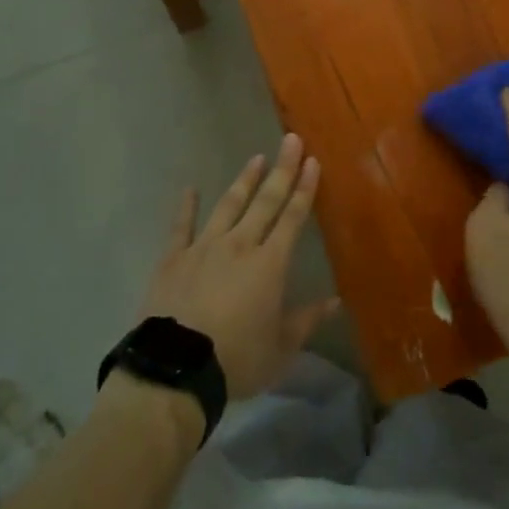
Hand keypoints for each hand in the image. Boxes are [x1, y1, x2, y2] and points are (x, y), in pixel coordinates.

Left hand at [137, 133, 339, 400]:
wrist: (176, 369)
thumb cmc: (236, 360)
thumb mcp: (280, 349)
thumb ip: (306, 320)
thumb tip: (335, 301)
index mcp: (269, 264)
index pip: (292, 218)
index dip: (304, 189)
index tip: (313, 162)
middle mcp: (239, 245)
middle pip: (265, 202)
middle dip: (281, 170)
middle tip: (290, 140)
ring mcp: (204, 247)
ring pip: (229, 205)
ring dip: (244, 181)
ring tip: (256, 158)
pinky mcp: (173, 258)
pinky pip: (181, 226)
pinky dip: (186, 206)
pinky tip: (190, 189)